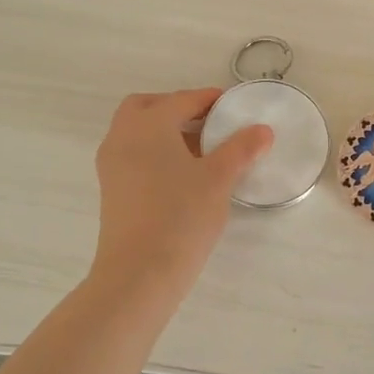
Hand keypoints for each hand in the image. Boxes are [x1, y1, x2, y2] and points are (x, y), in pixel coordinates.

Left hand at [88, 89, 273, 301]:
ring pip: (137, 133)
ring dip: (165, 131)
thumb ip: (241, 149)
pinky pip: (133, 155)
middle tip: (208, 122)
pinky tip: (182, 175)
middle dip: (176, 108)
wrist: (139, 274)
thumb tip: (262, 130)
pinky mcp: (111, 190)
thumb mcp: (219, 179)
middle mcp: (122, 137)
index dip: (208, 99)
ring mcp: (111, 165)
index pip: (181, 100)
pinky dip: (154, 152)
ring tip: (201, 151)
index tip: (231, 104)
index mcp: (148, 125)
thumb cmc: (181, 216)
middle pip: (147, 107)